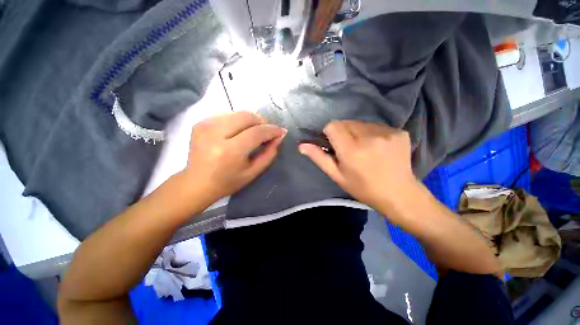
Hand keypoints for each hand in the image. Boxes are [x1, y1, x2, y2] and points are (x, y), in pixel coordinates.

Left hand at [182, 112, 286, 203]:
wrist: (196, 183)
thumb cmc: (228, 182)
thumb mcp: (253, 172)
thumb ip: (269, 154)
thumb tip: (279, 136)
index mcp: (230, 151)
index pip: (256, 132)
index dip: (272, 130)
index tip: (281, 131)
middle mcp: (215, 134)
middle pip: (246, 116)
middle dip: (262, 122)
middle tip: (267, 132)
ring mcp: (205, 126)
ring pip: (237, 113)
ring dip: (250, 121)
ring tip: (253, 132)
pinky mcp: (200, 123)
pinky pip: (227, 115)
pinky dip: (238, 121)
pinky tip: (238, 132)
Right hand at [298, 120, 416, 209]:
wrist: (398, 194)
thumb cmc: (362, 188)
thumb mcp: (337, 175)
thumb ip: (319, 158)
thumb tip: (301, 145)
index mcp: (351, 150)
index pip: (333, 126)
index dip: (330, 133)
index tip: (334, 144)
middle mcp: (369, 137)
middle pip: (347, 122)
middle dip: (343, 132)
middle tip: (349, 148)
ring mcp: (387, 133)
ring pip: (361, 123)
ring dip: (358, 132)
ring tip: (364, 148)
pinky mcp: (399, 132)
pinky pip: (377, 126)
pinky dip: (372, 133)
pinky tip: (378, 147)